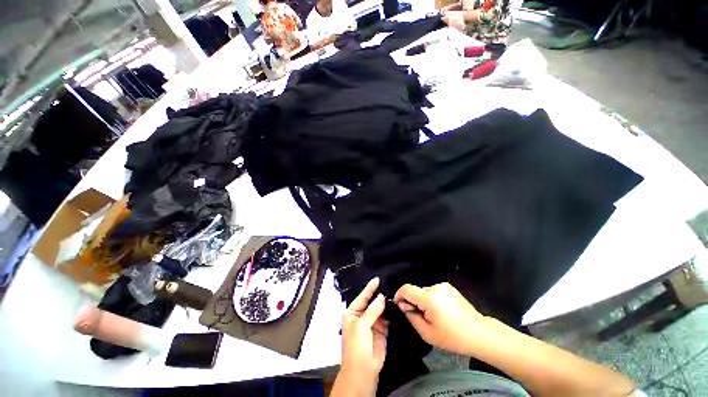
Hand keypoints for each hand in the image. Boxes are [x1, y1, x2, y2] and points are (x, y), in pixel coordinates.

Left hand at [333, 277, 388, 395]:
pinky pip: (387, 318)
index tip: (377, 279)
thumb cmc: (356, 347)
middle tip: (388, 284)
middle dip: (378, 294)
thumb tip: (381, 297)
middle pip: (371, 302)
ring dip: (386, 303)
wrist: (363, 371)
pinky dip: (391, 313)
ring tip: (394, 293)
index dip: (369, 288)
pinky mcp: (382, 330)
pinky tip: (396, 306)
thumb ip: (372, 310)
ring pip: (380, 309)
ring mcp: (372, 323)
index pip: (362, 297)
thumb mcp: (361, 326)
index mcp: (352, 313)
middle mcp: (362, 316)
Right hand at [394, 282, 488, 354]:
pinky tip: (441, 311)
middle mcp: (435, 287)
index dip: (399, 295)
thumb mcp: (427, 333)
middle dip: (413, 301)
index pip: (406, 289)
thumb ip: (411, 316)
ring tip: (432, 316)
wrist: (480, 334)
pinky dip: (431, 299)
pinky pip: (433, 291)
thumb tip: (403, 305)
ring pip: (424, 291)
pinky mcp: (449, 287)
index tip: (399, 304)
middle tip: (419, 317)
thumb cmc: (453, 337)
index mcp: (429, 298)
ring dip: (423, 301)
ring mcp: (444, 286)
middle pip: (416, 291)